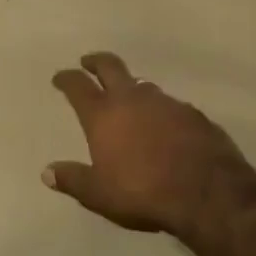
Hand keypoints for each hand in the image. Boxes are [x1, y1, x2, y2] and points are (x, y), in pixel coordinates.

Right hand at [44, 53, 250, 234]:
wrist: (209, 193)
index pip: (77, 85)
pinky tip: (166, 124)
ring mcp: (165, 103)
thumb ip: (73, 180)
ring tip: (128, 97)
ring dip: (131, 86)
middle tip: (88, 62)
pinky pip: (171, 105)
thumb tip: (46, 172)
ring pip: (142, 84)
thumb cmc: (144, 191)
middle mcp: (131, 99)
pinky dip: (161, 110)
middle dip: (96, 62)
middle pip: (110, 66)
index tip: (60, 77)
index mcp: (103, 114)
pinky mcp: (194, 114)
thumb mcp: (100, 194)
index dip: (66, 78)